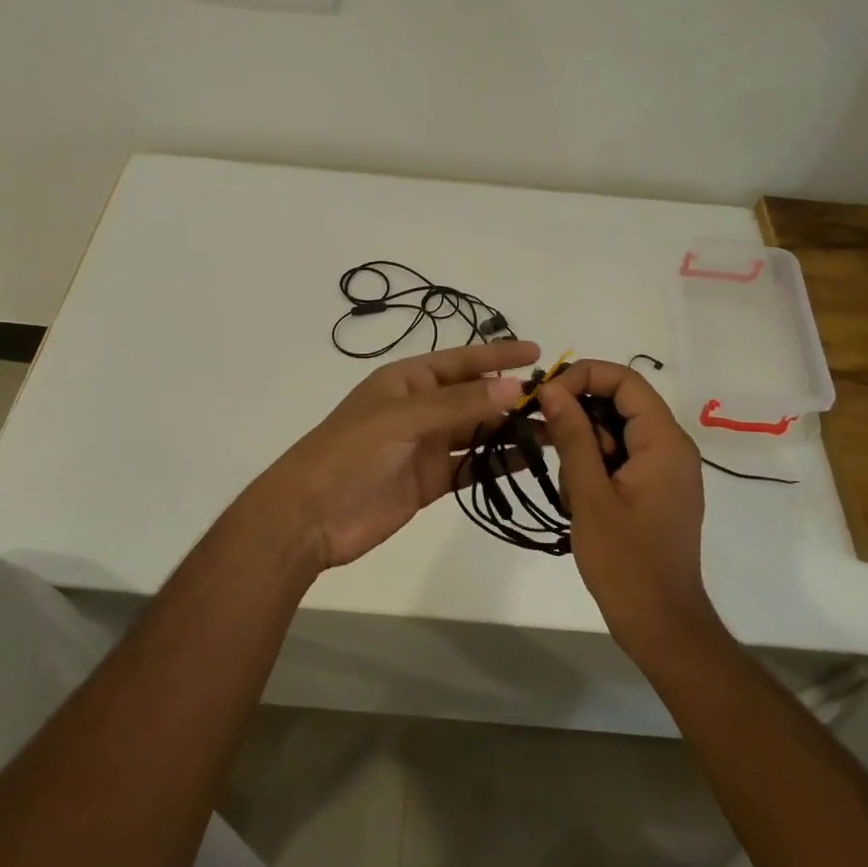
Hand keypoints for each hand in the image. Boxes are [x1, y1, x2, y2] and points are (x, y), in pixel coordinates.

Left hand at [243, 341, 540, 569]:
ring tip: (553, 431)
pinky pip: (471, 465)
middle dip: (511, 396)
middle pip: (473, 396)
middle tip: (557, 401)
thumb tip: (514, 388)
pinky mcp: (430, 480)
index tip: (536, 351)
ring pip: (477, 431)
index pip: (461, 361)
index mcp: (407, 381)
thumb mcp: (402, 419)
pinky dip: (496, 462)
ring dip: (509, 430)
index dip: (498, 355)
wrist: (310, 515)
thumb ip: (458, 404)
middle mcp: (420, 408)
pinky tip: (528, 461)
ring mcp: (425, 445)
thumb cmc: (350, 452)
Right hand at [537, 361, 714, 653]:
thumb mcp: (590, 495)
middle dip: (579, 414)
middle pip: (620, 403)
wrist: (661, 625)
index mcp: (664, 442)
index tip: (546, 397)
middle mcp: (671, 447)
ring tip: (569, 487)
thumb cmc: (625, 562)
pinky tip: (578, 498)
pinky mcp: (655, 489)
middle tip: (544, 438)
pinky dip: (595, 465)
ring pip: (616, 430)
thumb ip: (572, 436)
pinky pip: (621, 456)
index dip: (583, 377)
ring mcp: (665, 469)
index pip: (625, 380)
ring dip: (584, 446)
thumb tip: (551, 389)